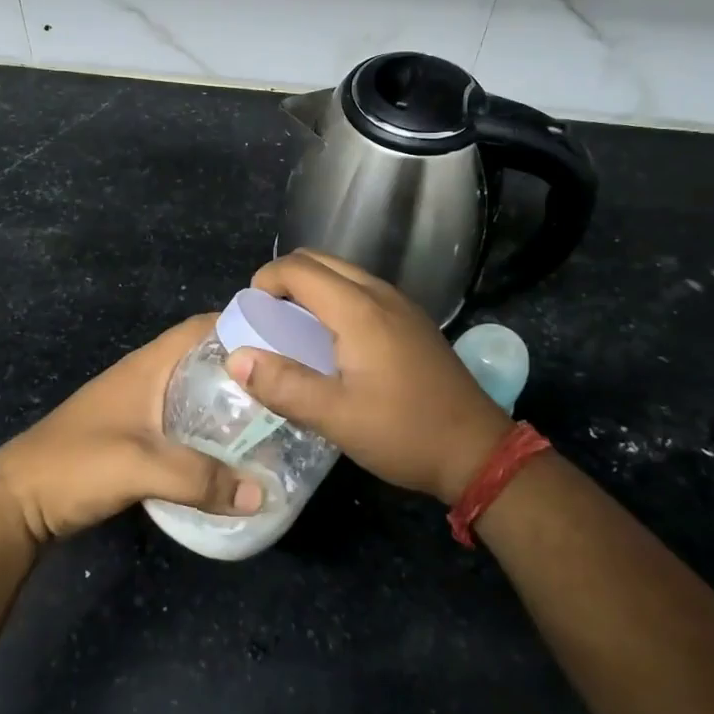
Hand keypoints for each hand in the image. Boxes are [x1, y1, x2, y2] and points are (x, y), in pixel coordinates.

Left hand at [0, 314, 264, 543]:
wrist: (19, 500)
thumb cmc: (77, 465)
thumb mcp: (141, 467)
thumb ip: (201, 479)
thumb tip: (262, 493)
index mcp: (148, 366)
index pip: (202, 327)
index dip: (242, 325)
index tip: (286, 339)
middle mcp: (145, 377)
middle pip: (203, 358)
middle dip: (243, 367)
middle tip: (287, 386)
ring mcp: (136, 405)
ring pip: (192, 390)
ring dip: (225, 399)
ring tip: (269, 418)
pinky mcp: (131, 434)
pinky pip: (181, 419)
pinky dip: (206, 426)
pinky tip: (228, 450)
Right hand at [229, 250, 511, 503]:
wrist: (478, 451)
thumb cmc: (404, 432)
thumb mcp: (336, 417)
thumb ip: (284, 385)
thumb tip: (236, 359)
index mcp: (359, 310)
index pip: (299, 269)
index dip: (266, 281)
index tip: (248, 313)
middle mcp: (380, 294)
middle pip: (320, 261)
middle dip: (285, 280)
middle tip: (266, 319)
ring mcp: (401, 305)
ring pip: (343, 274)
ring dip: (310, 289)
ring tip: (291, 330)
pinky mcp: (412, 321)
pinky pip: (361, 291)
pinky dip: (334, 300)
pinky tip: (331, 342)